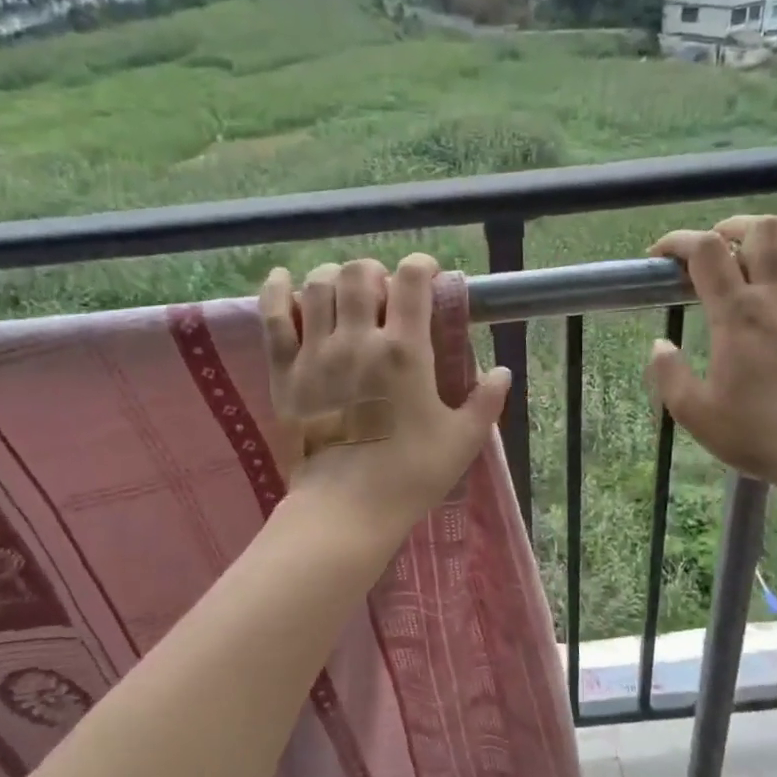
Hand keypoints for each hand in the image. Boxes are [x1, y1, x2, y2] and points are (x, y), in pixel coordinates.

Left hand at [260, 254, 511, 539]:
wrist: (345, 510)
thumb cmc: (410, 476)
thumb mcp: (462, 440)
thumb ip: (486, 402)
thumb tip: (502, 372)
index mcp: (405, 352)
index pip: (411, 281)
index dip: (421, 267)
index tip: (427, 277)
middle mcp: (357, 340)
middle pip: (359, 274)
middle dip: (376, 273)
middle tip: (384, 296)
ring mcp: (316, 353)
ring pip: (317, 286)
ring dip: (335, 280)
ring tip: (345, 297)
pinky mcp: (285, 371)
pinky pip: (273, 317)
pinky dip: (277, 291)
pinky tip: (285, 281)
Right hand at [646, 216, 776, 505]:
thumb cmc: (760, 434)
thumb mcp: (696, 414)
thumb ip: (669, 376)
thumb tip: (659, 346)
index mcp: (738, 314)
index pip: (706, 251)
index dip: (678, 241)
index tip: (659, 256)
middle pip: (763, 229)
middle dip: (731, 228)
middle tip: (714, 251)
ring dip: (775, 241)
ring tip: (756, 260)